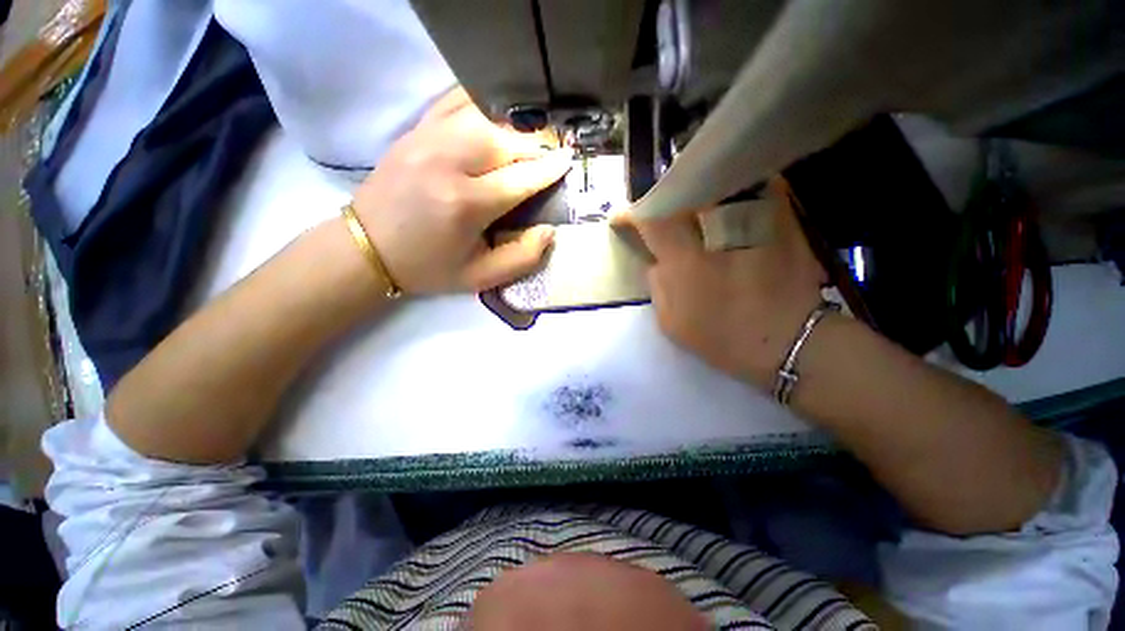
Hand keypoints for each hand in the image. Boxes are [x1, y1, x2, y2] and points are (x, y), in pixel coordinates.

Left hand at [351, 89, 570, 293]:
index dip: (549, 169)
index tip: (569, 161)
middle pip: (506, 140)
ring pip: (484, 116)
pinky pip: (454, 102)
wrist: (368, 248)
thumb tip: (549, 231)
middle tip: (548, 157)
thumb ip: (522, 258)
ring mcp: (427, 139)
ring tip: (526, 144)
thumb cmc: (428, 267)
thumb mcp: (480, 277)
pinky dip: (481, 105)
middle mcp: (448, 162)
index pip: (521, 177)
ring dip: (513, 129)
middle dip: (535, 148)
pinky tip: (494, 118)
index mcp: (466, 204)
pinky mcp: (415, 130)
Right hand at [625, 179, 826, 387]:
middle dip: (664, 194)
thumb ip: (657, 286)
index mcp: (683, 260)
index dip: (631, 214)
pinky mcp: (780, 221)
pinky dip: (739, 187)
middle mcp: (714, 233)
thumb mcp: (672, 322)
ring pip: (718, 184)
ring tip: (691, 197)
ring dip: (698, 187)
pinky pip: (757, 187)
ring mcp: (750, 223)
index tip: (622, 217)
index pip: (650, 220)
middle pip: (682, 192)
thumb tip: (656, 261)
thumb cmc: (723, 338)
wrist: (788, 341)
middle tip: (658, 204)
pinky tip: (730, 197)